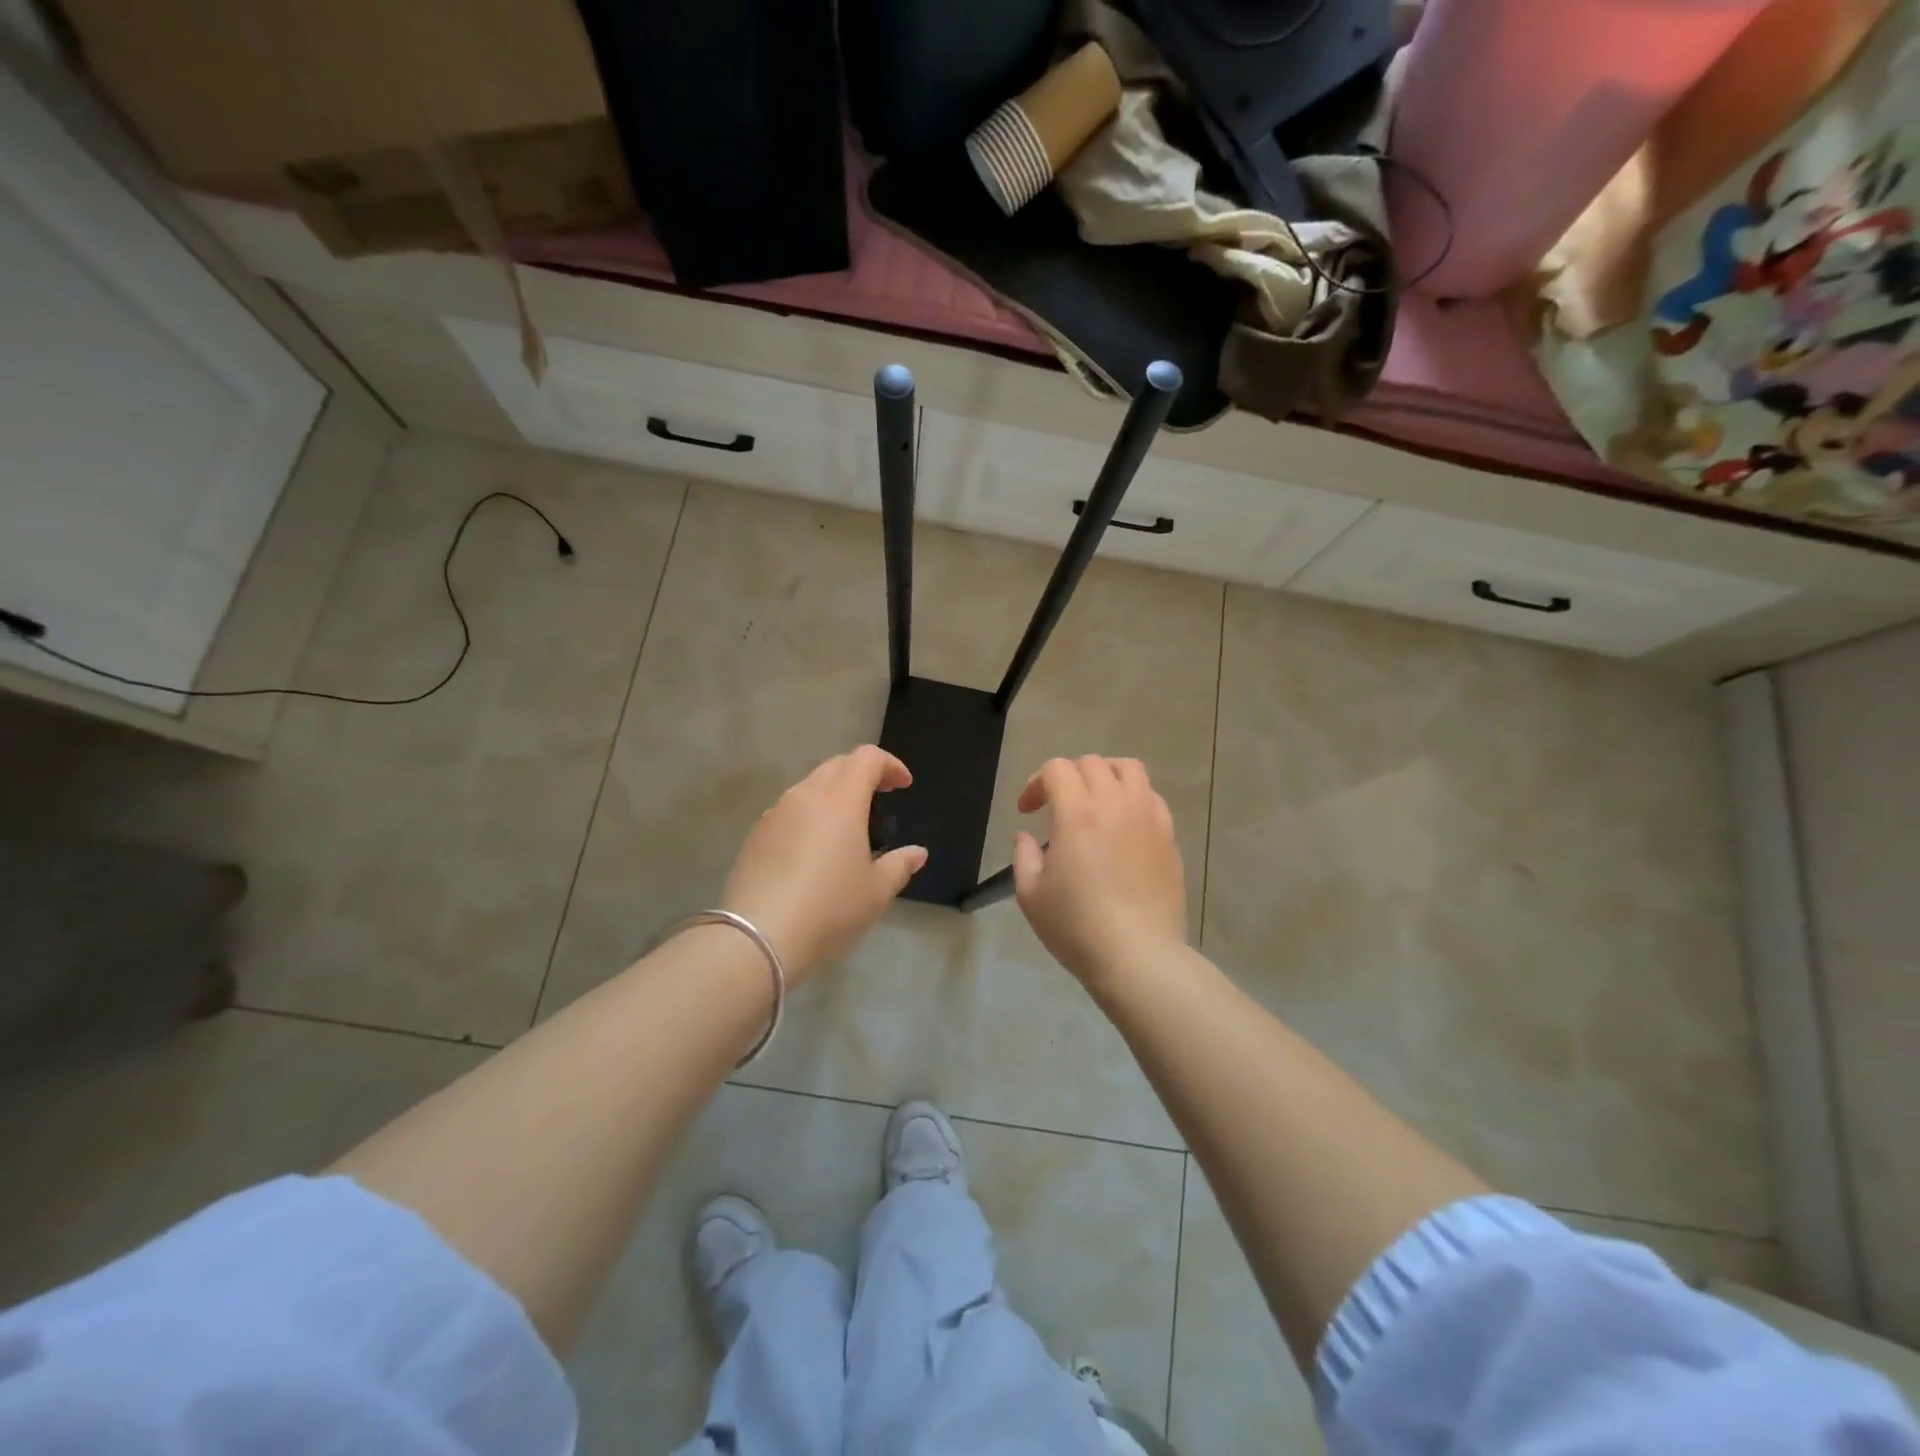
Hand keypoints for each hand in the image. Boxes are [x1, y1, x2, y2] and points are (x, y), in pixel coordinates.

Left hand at [722, 746, 927, 979]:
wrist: (759, 936)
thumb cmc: (829, 908)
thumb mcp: (876, 892)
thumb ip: (899, 865)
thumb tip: (917, 853)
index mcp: (841, 800)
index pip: (867, 758)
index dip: (890, 765)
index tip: (904, 785)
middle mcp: (806, 795)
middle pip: (837, 765)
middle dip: (862, 773)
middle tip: (880, 796)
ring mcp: (775, 813)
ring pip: (809, 786)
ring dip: (833, 793)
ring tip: (847, 824)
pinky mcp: (756, 835)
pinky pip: (789, 811)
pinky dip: (809, 815)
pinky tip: (813, 848)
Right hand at [1013, 756, 1186, 989]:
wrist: (1138, 956)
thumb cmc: (1076, 926)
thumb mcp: (1030, 895)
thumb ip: (1024, 856)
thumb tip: (1027, 837)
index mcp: (1077, 812)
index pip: (1057, 769)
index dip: (1036, 783)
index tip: (1027, 811)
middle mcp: (1115, 804)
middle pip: (1093, 763)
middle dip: (1068, 776)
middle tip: (1057, 805)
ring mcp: (1148, 818)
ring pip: (1130, 770)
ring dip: (1106, 775)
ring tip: (1096, 800)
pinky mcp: (1169, 837)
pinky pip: (1152, 798)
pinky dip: (1133, 799)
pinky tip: (1124, 826)